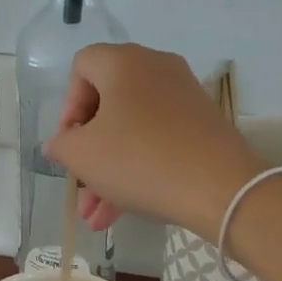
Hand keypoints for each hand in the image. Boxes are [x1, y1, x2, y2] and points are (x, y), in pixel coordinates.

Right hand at [43, 44, 261, 237]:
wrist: (220, 187)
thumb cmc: (139, 160)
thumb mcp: (83, 156)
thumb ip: (61, 145)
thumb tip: (62, 143)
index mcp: (124, 63)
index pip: (82, 66)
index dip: (68, 105)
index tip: (70, 142)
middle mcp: (156, 69)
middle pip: (108, 104)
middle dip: (87, 151)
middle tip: (79, 185)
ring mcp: (183, 98)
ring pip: (132, 132)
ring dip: (108, 173)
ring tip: (94, 217)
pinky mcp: (202, 126)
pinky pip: (157, 143)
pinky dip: (137, 171)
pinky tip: (120, 213)